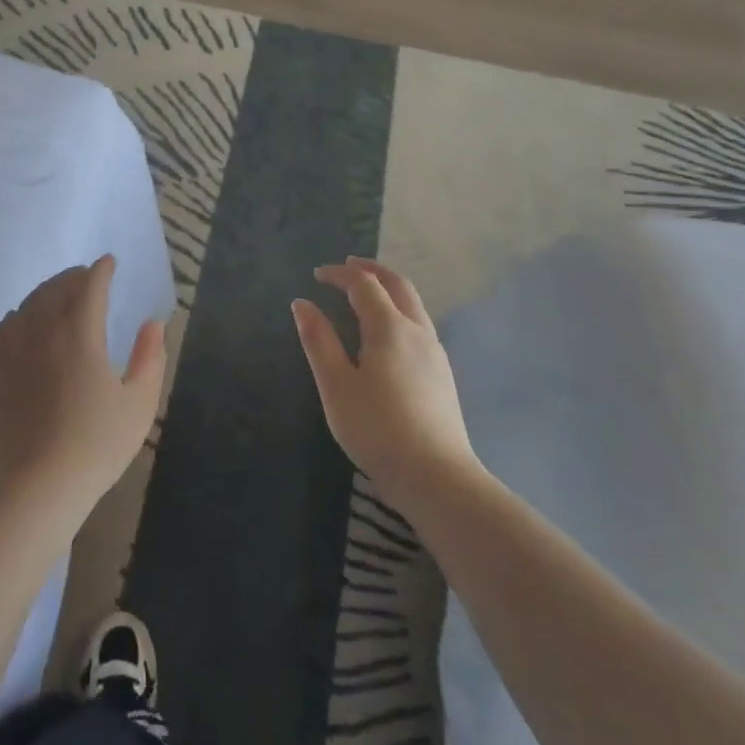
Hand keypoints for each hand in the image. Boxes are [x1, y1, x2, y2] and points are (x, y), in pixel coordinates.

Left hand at [0, 256, 166, 517]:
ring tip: (60, 294)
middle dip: (75, 276)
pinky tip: (25, 320)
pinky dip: (20, 314)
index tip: (109, 263)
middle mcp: (45, 331)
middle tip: (88, 277)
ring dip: (47, 290)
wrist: (38, 484)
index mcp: (81, 334)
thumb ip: (150, 358)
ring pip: (30, 302)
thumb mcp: (139, 404)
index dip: (101, 270)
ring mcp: (16, 349)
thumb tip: (153, 323)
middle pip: (57, 288)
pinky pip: (5, 326)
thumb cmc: (96, 445)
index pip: (90, 287)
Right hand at [293, 257, 479, 496]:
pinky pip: (419, 324)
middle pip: (398, 285)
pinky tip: (386, 332)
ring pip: (413, 305)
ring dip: (388, 289)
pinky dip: (398, 310)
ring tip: (365, 293)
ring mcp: (435, 353)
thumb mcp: (336, 384)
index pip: (364, 284)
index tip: (316, 274)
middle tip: (347, 265)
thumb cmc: (377, 428)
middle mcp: (417, 331)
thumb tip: (302, 304)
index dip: (339, 274)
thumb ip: (318, 340)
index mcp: (389, 328)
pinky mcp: (442, 375)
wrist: (437, 478)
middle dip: (371, 270)